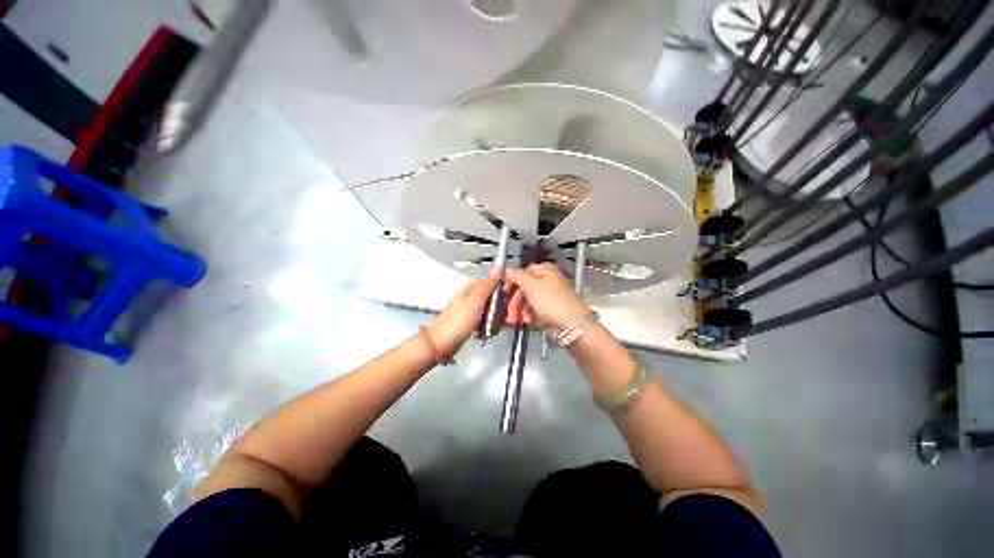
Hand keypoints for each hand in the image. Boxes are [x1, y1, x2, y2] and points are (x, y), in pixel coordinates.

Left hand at [428, 278, 499, 354]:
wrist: (442, 344)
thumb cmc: (457, 323)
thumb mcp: (475, 301)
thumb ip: (487, 286)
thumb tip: (498, 271)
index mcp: (473, 288)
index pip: (496, 283)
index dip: (503, 293)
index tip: (504, 304)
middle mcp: (473, 297)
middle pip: (496, 299)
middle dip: (499, 311)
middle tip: (493, 320)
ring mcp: (473, 310)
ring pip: (493, 312)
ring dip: (494, 322)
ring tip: (487, 329)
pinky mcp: (473, 321)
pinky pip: (488, 322)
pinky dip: (488, 329)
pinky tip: (482, 333)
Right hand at [505, 263, 589, 331]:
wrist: (571, 325)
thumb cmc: (555, 302)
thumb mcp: (532, 285)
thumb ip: (518, 276)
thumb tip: (509, 269)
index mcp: (545, 270)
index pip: (523, 272)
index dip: (513, 281)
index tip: (505, 289)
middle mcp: (548, 281)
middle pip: (524, 288)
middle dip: (516, 301)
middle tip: (510, 311)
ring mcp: (549, 296)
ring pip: (528, 301)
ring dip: (521, 310)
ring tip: (519, 319)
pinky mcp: (550, 310)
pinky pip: (535, 311)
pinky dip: (529, 316)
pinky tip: (528, 321)